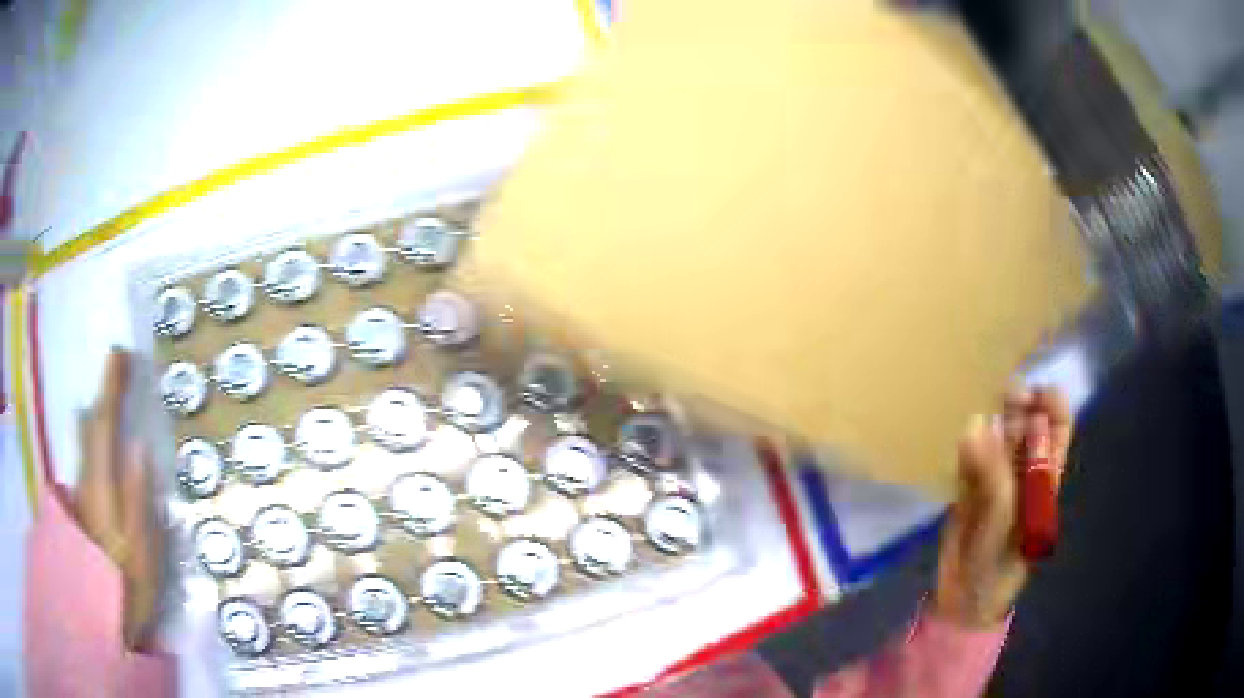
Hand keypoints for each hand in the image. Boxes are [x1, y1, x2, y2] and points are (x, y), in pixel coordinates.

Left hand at [75, 349, 161, 649]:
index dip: (111, 388)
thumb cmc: (128, 587)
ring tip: (110, 396)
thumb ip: (139, 499)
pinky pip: (87, 457)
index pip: (103, 426)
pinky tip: (98, 438)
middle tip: (119, 369)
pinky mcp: (83, 505)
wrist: (103, 617)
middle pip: (90, 428)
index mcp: (102, 488)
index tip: (119, 354)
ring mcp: (82, 493)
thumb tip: (139, 447)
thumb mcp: (144, 551)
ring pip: (86, 441)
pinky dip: (94, 437)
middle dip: (104, 395)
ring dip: (98, 413)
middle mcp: (86, 481)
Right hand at [932, 388, 1071, 626]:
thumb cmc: (998, 560)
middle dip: (1018, 404)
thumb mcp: (1005, 517)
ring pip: (996, 436)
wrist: (964, 597)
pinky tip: (960, 430)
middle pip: (1027, 425)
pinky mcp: (968, 487)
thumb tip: (974, 422)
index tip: (1034, 390)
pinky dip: (966, 440)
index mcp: (1045, 477)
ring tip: (977, 404)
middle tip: (1002, 393)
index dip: (1051, 405)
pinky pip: (969, 454)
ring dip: (990, 419)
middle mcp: (1024, 470)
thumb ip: (994, 472)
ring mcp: (995, 478)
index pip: (1057, 429)